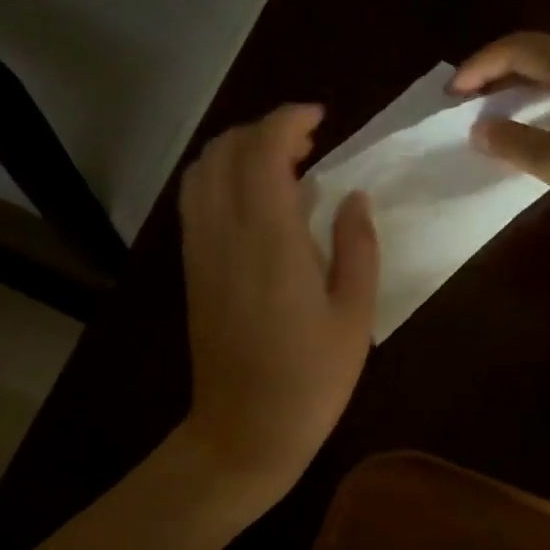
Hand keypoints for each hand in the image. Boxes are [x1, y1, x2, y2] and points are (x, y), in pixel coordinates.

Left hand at [178, 104, 379, 494]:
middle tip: (309, 142)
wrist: (243, 432)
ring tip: (283, 165)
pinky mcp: (192, 268)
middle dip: (264, 129)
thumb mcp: (354, 315)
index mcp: (269, 240)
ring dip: (238, 151)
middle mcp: (224, 233)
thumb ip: (357, 245)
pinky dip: (221, 178)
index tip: (320, 117)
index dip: (288, 119)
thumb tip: (352, 196)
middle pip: (225, 150)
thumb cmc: (311, 380)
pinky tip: (256, 199)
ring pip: (203, 171)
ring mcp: (200, 250)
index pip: (262, 150)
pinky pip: (196, 200)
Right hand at [451, 32, 549, 254]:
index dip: (479, 66)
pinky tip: (542, 123)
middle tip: (469, 100)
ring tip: (498, 112)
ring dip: (525, 86)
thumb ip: (512, 142)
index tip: (452, 93)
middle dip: (499, 73)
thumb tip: (480, 129)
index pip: (518, 49)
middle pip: (540, 53)